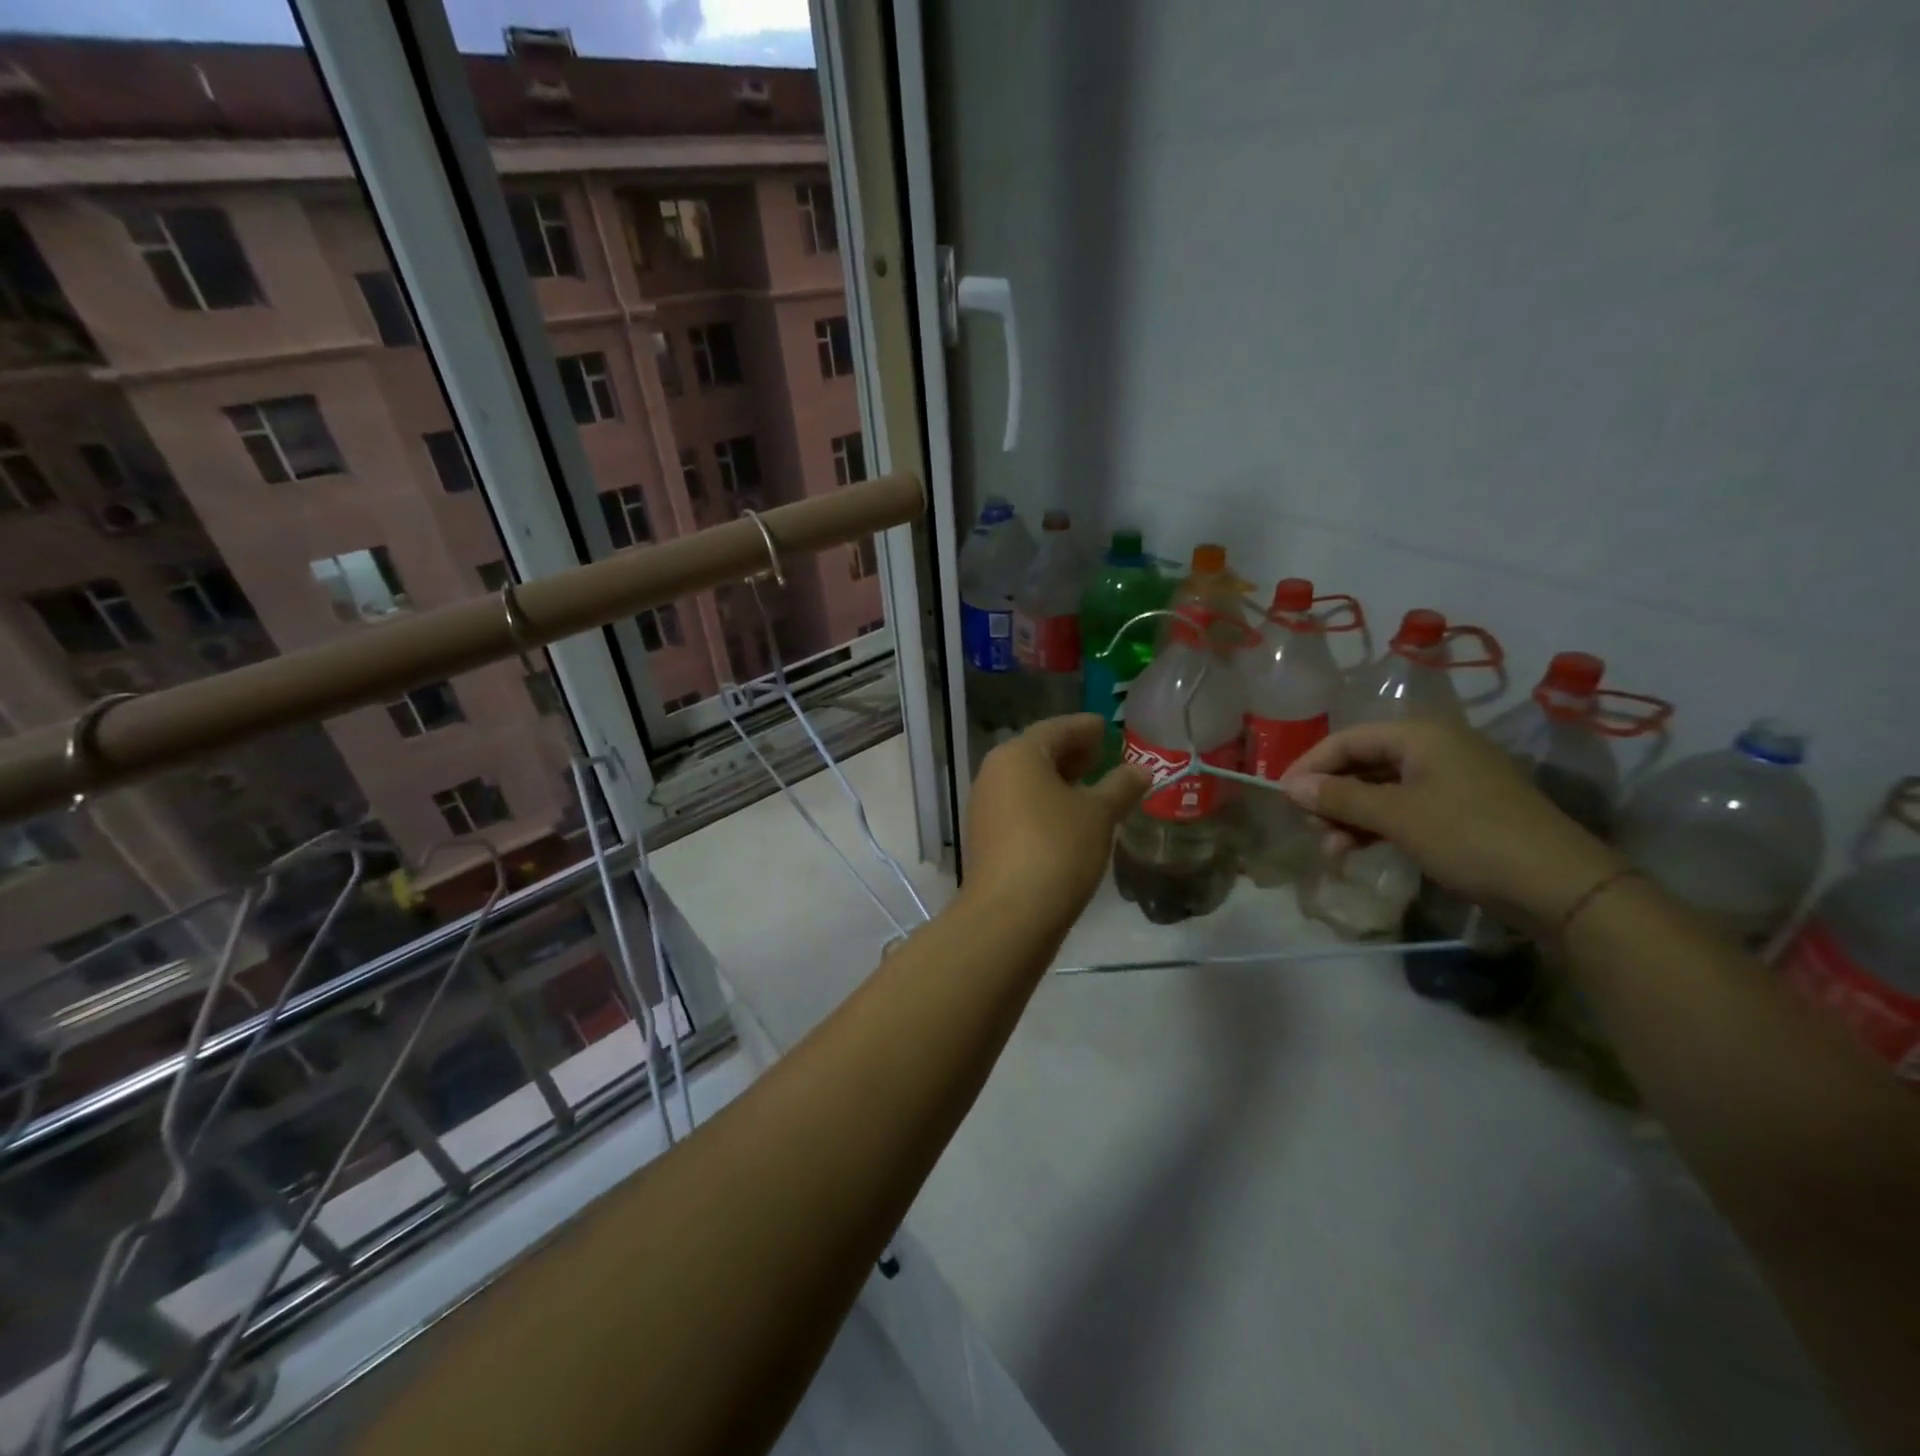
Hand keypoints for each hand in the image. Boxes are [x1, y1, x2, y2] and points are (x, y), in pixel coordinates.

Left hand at [961, 715, 1149, 936]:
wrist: (1010, 915)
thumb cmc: (1057, 849)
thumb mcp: (1098, 814)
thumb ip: (1120, 787)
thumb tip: (1140, 770)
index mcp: (1018, 754)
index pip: (1056, 728)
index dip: (1085, 728)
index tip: (1107, 727)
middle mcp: (994, 773)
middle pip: (1037, 753)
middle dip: (1072, 754)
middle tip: (1104, 756)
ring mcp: (986, 806)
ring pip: (1027, 783)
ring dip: (1059, 782)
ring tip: (1093, 789)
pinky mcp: (986, 837)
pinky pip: (1020, 807)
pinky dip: (1046, 805)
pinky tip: (1070, 820)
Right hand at [1278, 719, 1624, 932]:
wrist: (1560, 886)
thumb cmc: (1469, 836)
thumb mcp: (1396, 816)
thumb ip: (1339, 797)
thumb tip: (1290, 786)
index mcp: (1421, 735)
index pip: (1348, 739)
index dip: (1311, 765)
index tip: (1283, 796)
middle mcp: (1435, 749)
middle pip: (1363, 763)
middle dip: (1331, 795)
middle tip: (1309, 827)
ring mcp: (1452, 781)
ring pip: (1381, 790)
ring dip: (1350, 816)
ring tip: (1331, 849)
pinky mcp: (1462, 812)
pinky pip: (1404, 809)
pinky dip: (1377, 827)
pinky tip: (1359, 850)